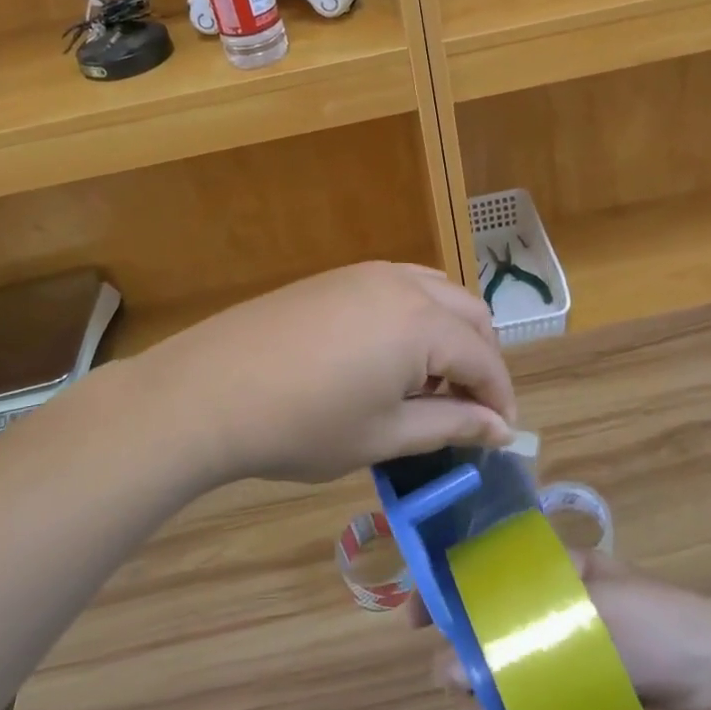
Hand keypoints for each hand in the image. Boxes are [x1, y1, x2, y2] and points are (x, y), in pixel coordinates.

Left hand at [130, 262, 516, 485]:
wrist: (210, 390)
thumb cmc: (304, 424)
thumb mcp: (385, 435)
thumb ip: (451, 425)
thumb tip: (500, 429)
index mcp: (423, 323)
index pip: (485, 359)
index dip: (499, 399)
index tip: (501, 435)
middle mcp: (404, 285)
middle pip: (469, 315)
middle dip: (481, 361)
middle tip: (467, 409)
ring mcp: (366, 274)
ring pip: (436, 293)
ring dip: (449, 334)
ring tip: (429, 383)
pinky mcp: (336, 276)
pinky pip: (399, 287)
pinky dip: (415, 317)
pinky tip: (389, 355)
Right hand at [430, 550, 710, 709]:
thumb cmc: (660, 624)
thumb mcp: (598, 591)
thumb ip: (533, 614)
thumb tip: (471, 641)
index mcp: (547, 590)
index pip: (478, 586)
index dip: (441, 598)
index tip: (415, 618)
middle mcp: (543, 637)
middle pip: (476, 651)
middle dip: (456, 669)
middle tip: (463, 683)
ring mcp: (556, 690)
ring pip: (492, 706)